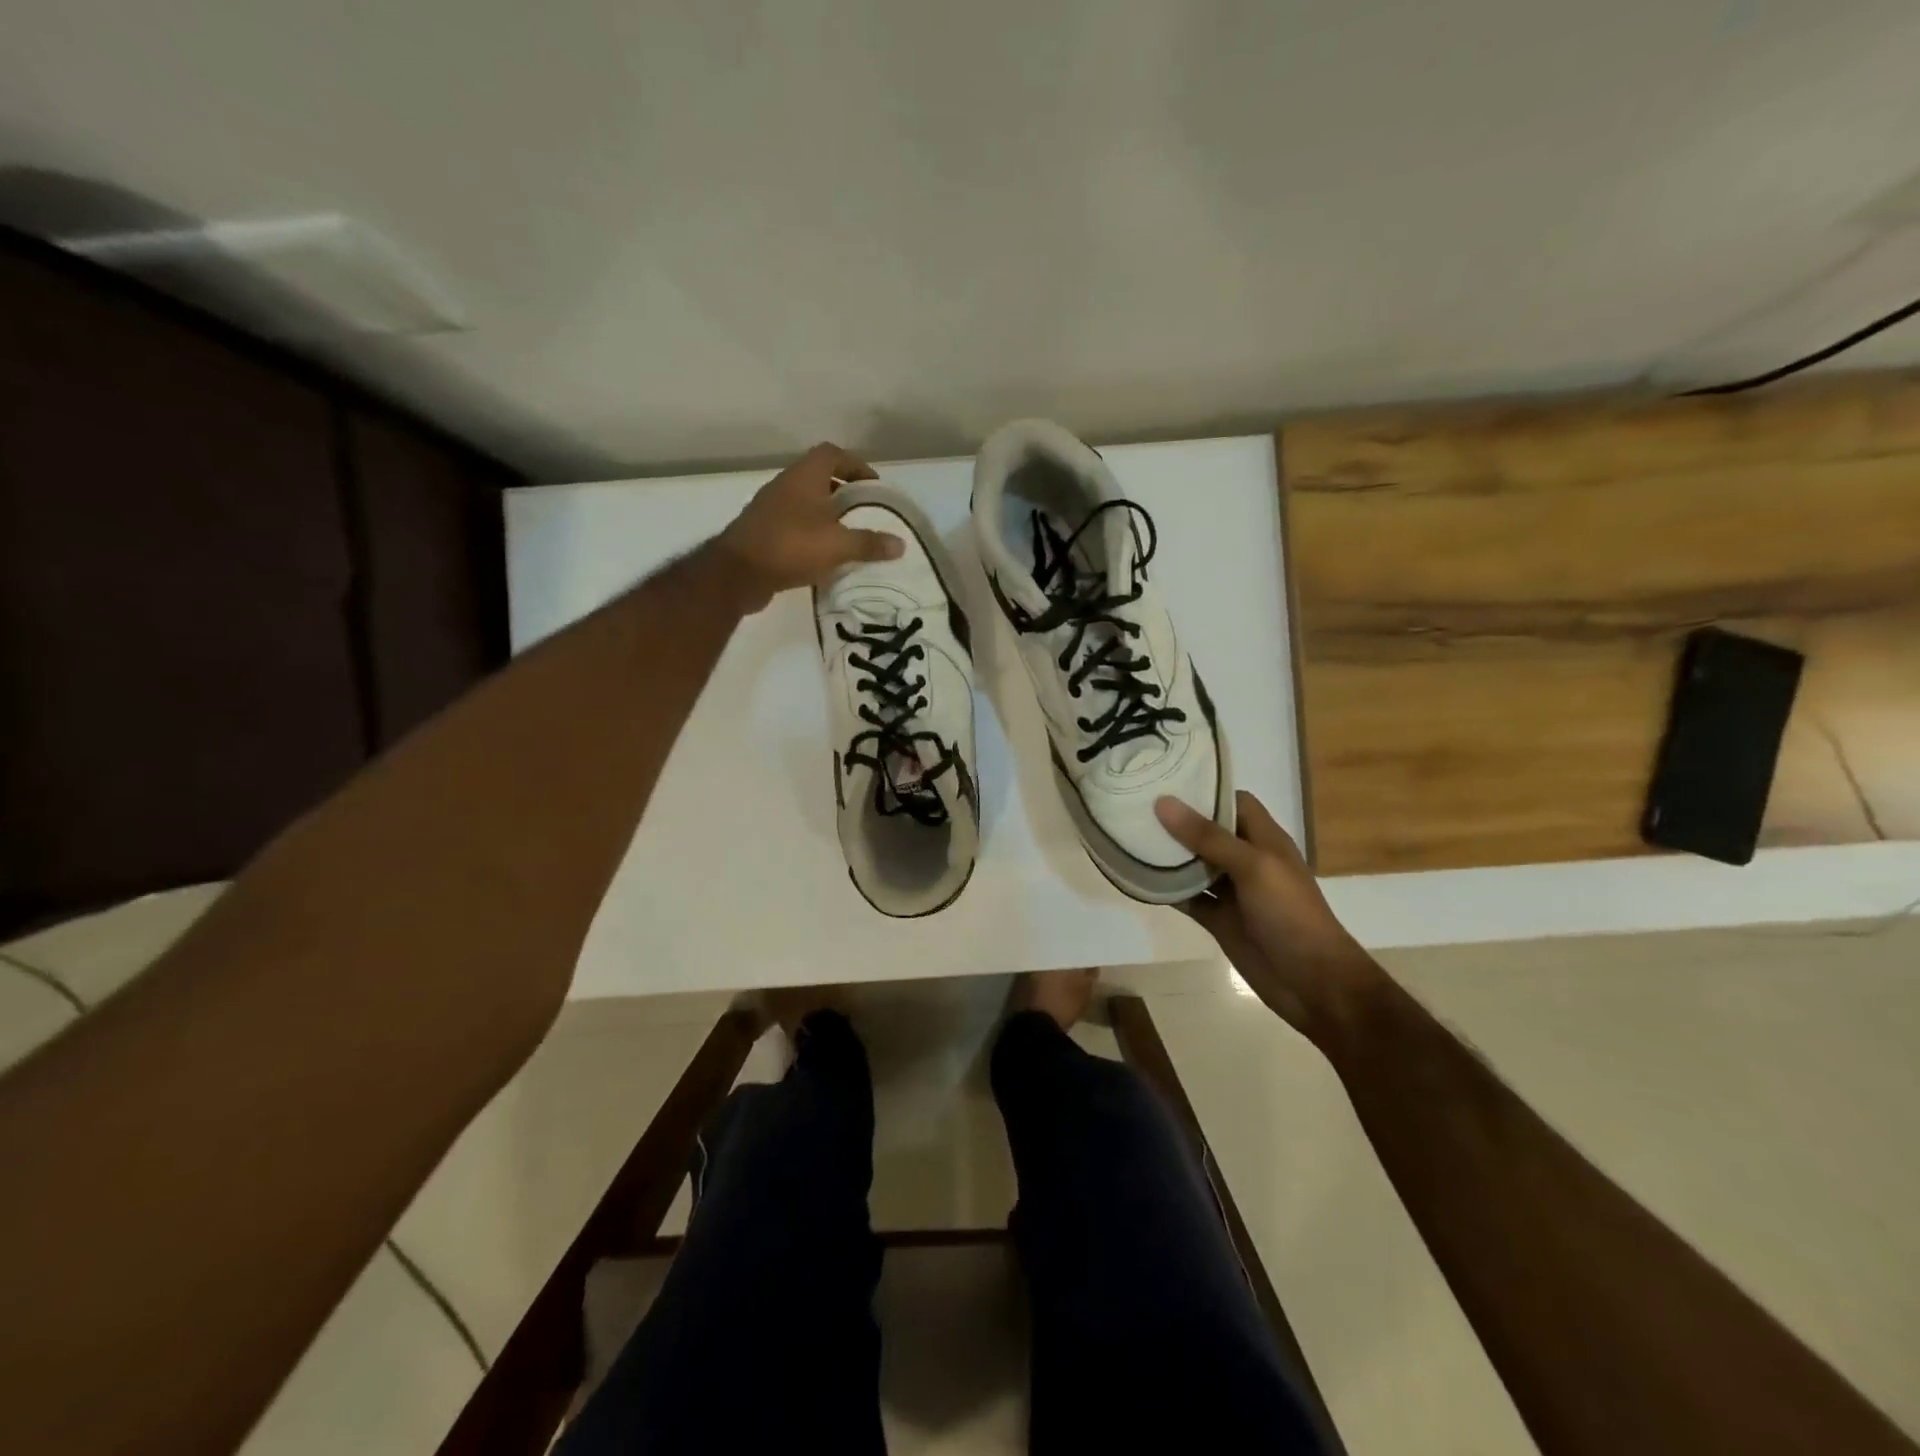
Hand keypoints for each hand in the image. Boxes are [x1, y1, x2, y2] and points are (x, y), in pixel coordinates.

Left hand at [718, 443, 903, 610]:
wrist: (737, 574)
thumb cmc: (791, 547)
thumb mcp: (838, 546)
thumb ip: (870, 543)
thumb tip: (900, 545)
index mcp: (804, 477)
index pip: (832, 454)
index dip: (856, 465)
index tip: (873, 487)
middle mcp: (785, 486)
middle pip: (819, 477)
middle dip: (844, 492)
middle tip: (865, 512)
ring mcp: (770, 509)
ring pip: (805, 502)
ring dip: (827, 514)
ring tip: (848, 535)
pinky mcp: (762, 532)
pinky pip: (794, 524)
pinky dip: (811, 533)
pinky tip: (824, 555)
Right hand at [1155, 790, 1383, 1043]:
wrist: (1313, 984)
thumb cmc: (1290, 914)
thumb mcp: (1252, 867)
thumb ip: (1207, 836)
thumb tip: (1162, 802)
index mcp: (1264, 839)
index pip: (1233, 802)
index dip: (1204, 789)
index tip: (1165, 778)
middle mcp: (1246, 860)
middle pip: (1208, 832)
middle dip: (1176, 820)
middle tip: (1134, 803)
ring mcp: (1232, 892)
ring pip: (1193, 865)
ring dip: (1167, 855)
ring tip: (1127, 834)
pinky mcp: (1218, 920)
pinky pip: (1187, 897)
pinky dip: (1166, 890)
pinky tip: (1137, 878)